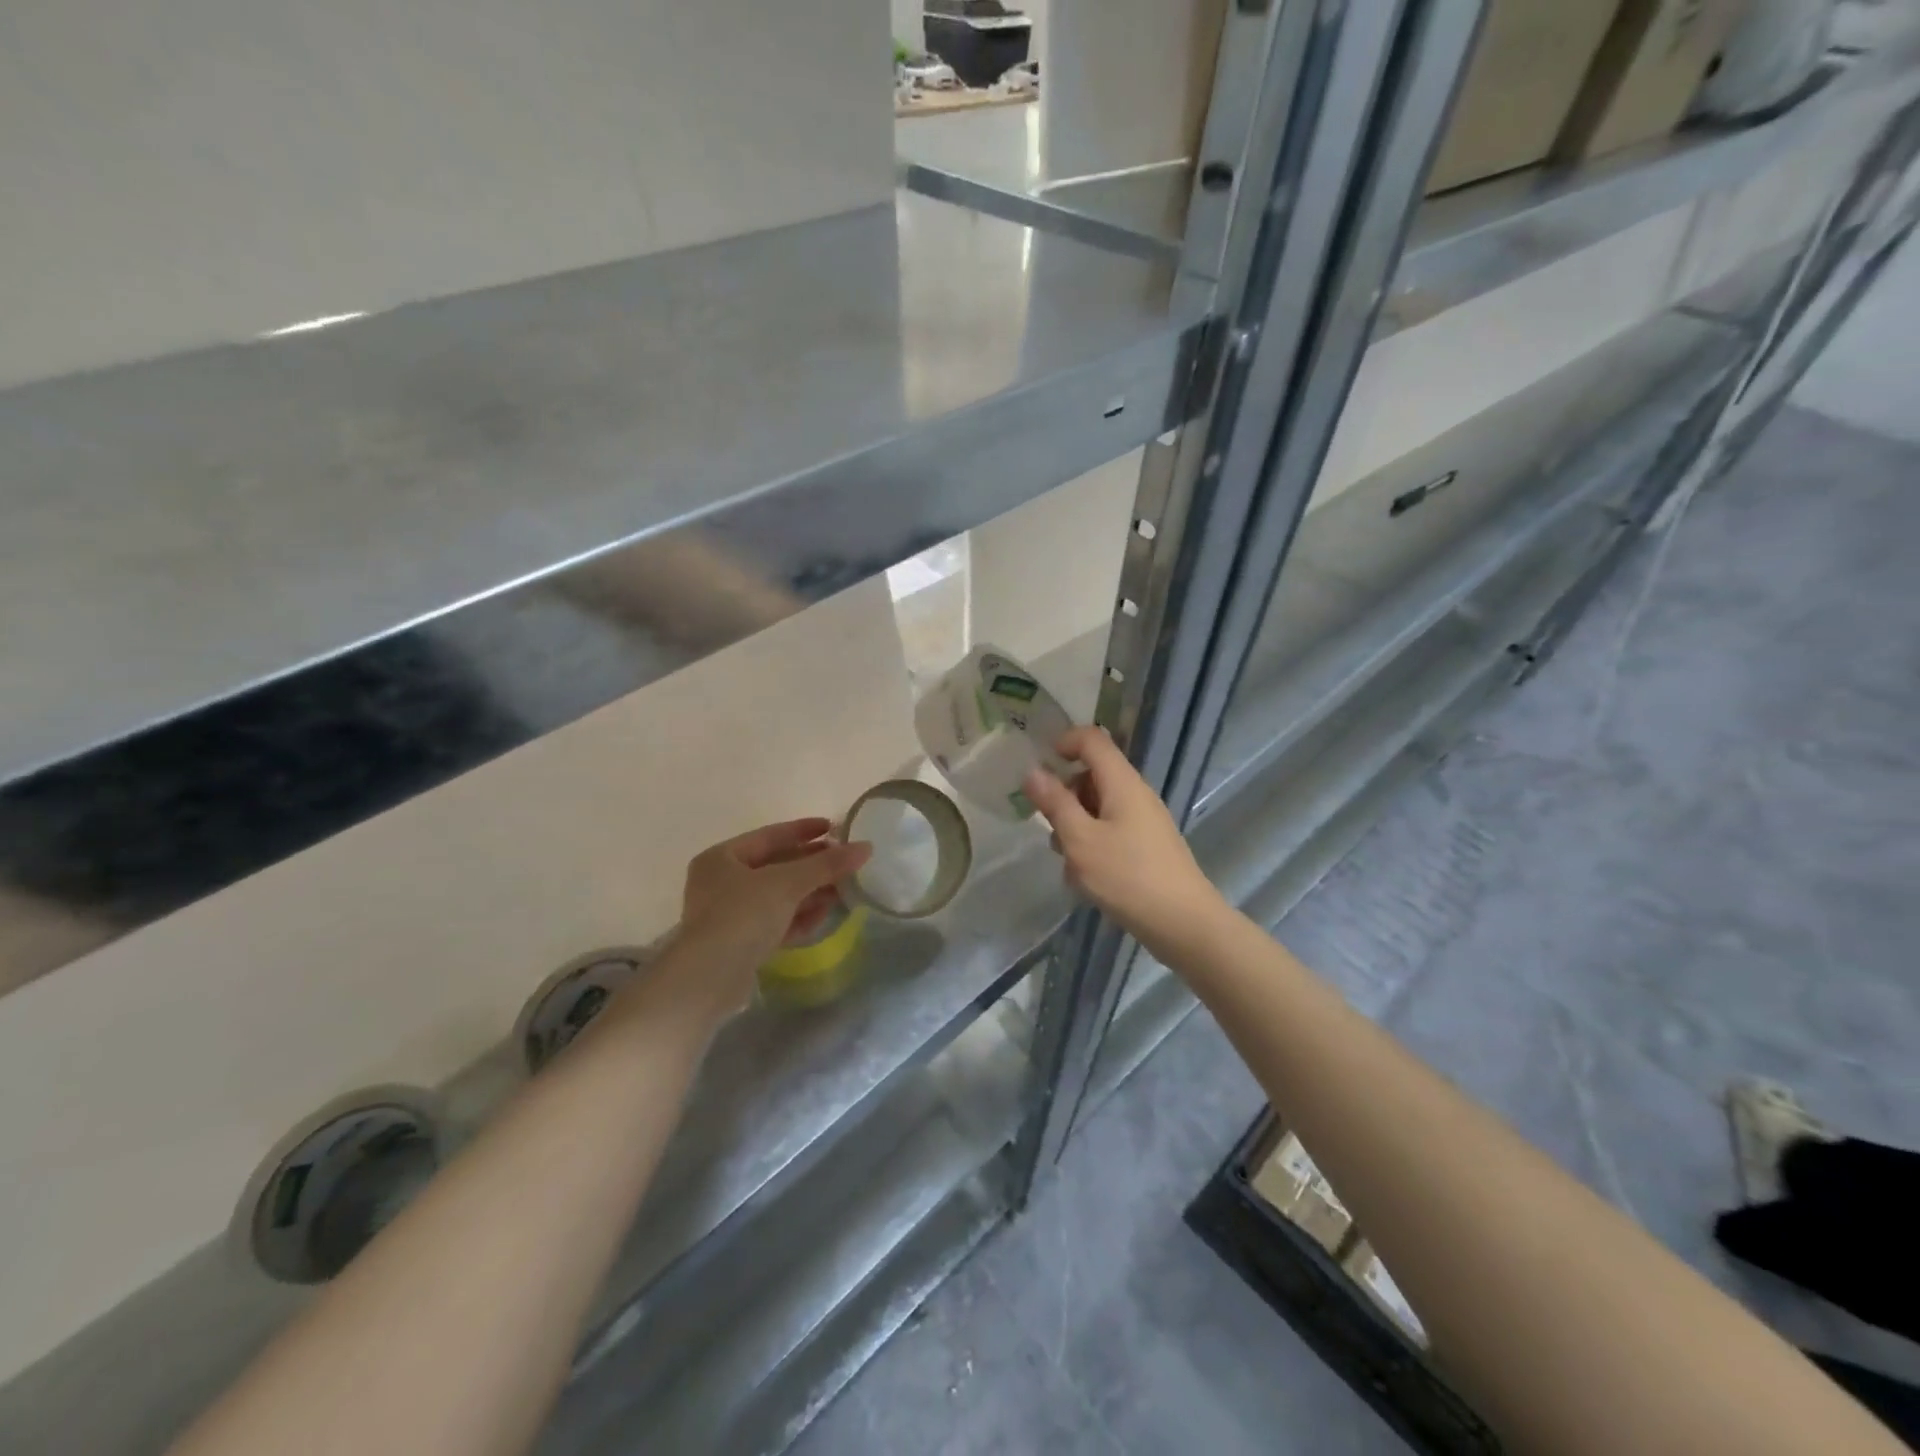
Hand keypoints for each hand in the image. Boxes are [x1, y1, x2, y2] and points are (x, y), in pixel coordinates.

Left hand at [672, 818, 871, 1011]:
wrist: (709, 980)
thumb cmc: (742, 916)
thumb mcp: (787, 883)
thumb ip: (827, 865)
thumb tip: (866, 847)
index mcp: (722, 858)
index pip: (770, 836)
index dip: (804, 830)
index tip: (834, 828)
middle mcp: (721, 883)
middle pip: (776, 867)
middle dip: (812, 866)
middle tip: (845, 863)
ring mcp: (729, 915)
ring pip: (778, 896)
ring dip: (810, 892)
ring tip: (844, 890)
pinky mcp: (740, 944)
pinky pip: (775, 922)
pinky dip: (799, 917)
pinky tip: (825, 916)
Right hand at [1023, 727, 1223, 955]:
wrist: (1184, 924)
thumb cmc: (1127, 877)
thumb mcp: (1080, 840)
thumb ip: (1055, 804)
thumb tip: (1033, 771)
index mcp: (1122, 783)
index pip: (1092, 739)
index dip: (1063, 742)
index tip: (1039, 769)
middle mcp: (1136, 794)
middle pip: (1093, 774)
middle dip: (1065, 795)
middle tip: (1049, 827)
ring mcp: (1144, 821)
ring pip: (1099, 806)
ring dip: (1075, 824)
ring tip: (1067, 861)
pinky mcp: (1147, 846)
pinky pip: (1111, 830)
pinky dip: (1092, 843)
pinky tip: (1086, 877)